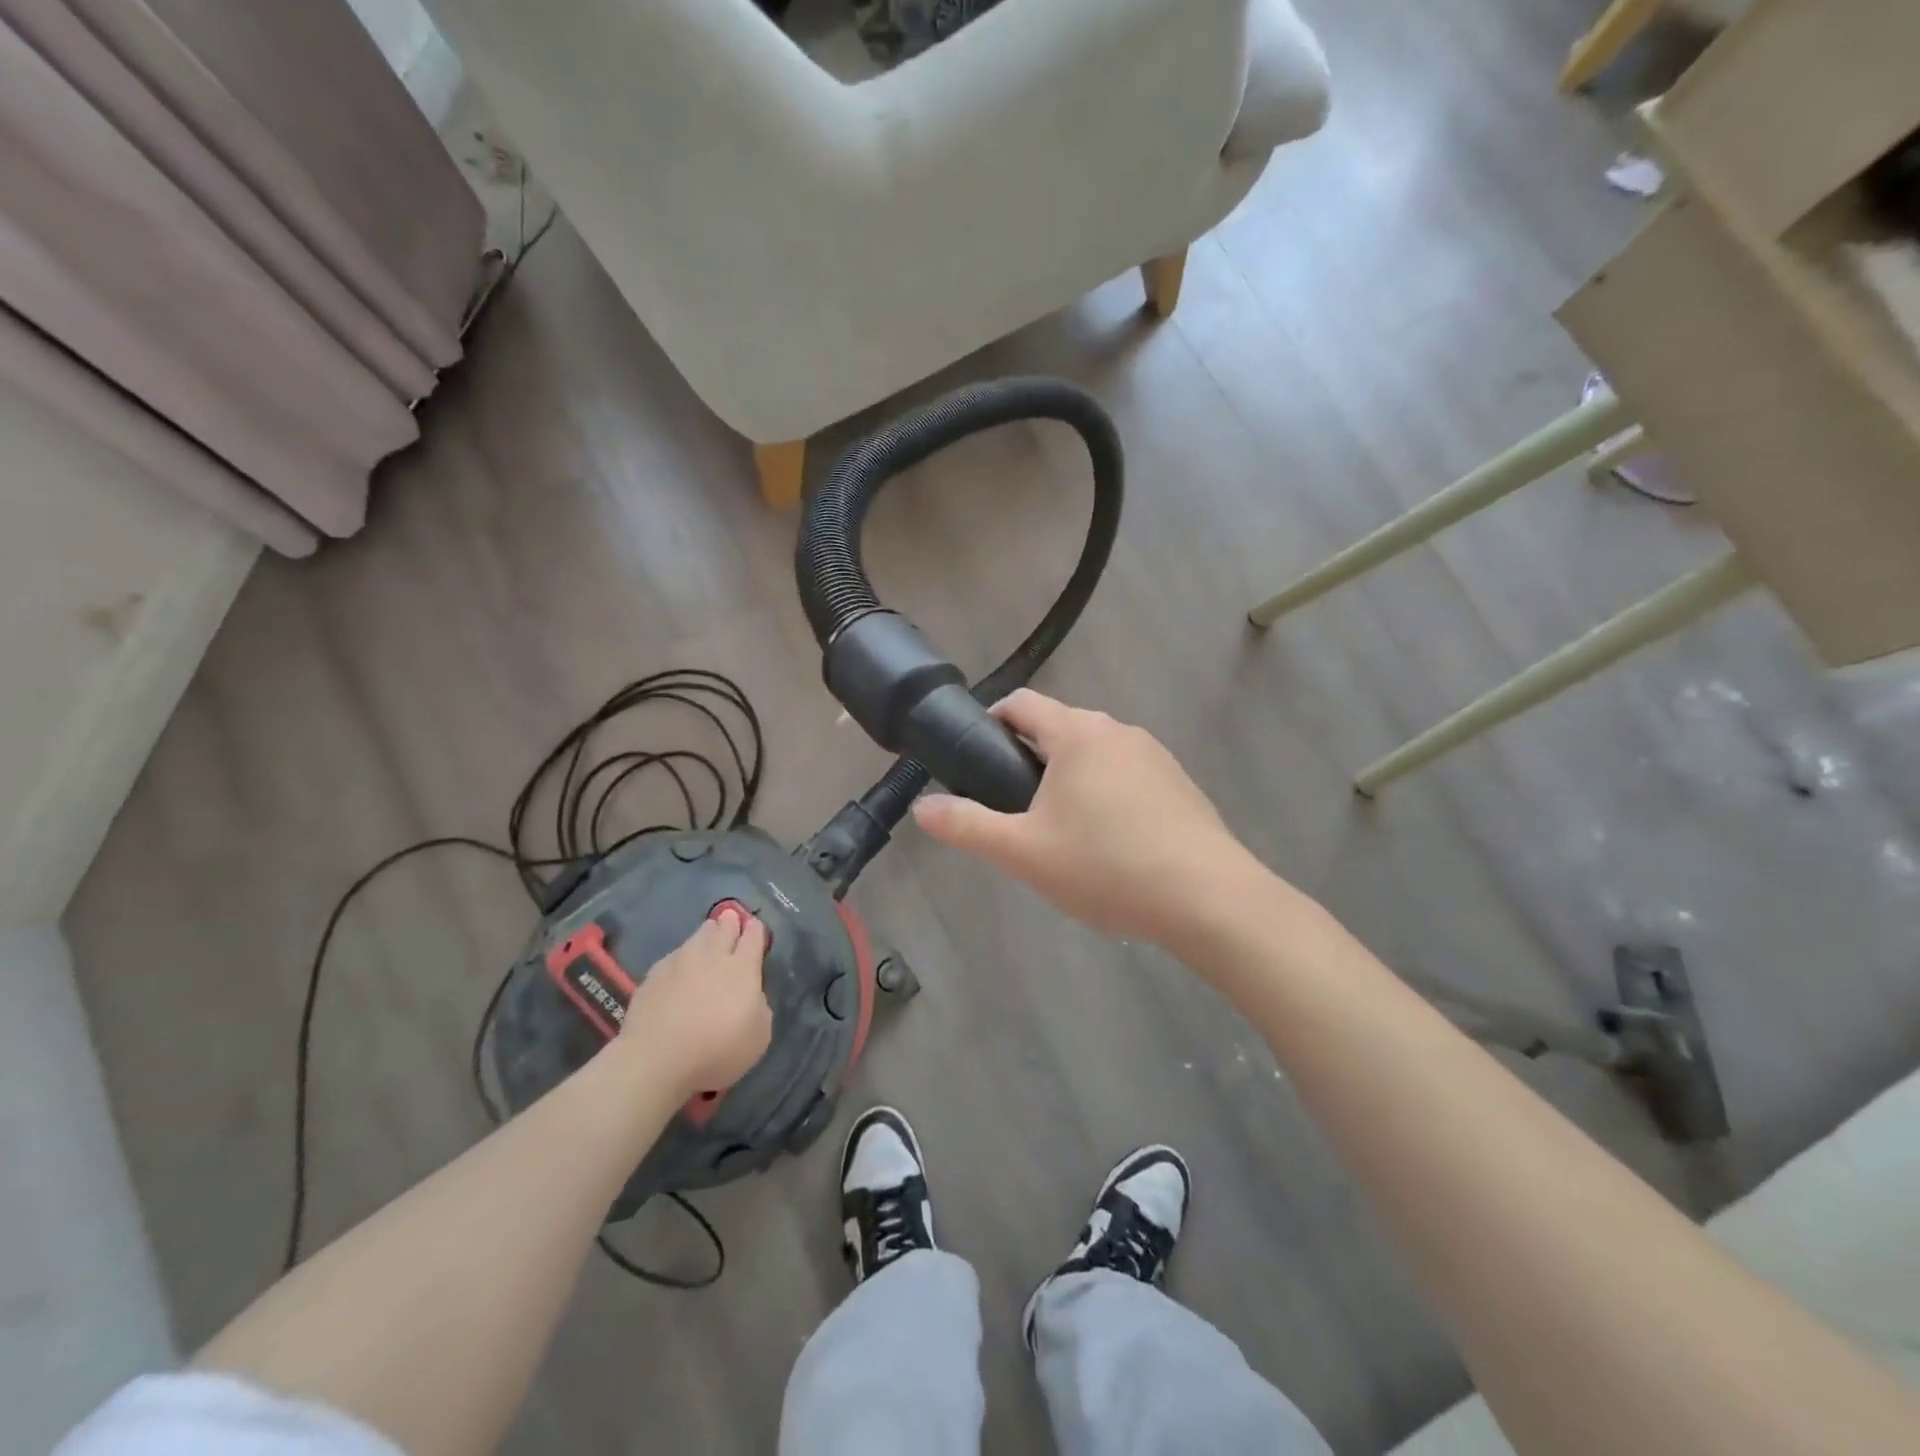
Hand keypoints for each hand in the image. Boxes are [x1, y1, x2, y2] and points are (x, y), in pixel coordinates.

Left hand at [621, 911, 772, 1098]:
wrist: (655, 1061)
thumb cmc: (715, 1052)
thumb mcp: (758, 1037)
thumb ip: (760, 1006)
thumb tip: (751, 994)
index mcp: (742, 968)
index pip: (754, 935)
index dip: (757, 932)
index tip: (756, 933)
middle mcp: (712, 955)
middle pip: (725, 926)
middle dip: (731, 923)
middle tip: (732, 926)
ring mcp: (680, 961)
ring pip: (698, 935)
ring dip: (707, 935)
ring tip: (708, 944)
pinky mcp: (654, 973)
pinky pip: (675, 956)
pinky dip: (682, 958)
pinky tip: (680, 972)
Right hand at [911, 689, 1258, 947]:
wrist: (1208, 899)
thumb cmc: (1106, 866)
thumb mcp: (1024, 852)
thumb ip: (967, 826)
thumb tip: (922, 807)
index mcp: (1077, 733)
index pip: (1021, 703)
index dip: (991, 721)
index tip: (974, 756)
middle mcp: (1118, 730)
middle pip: (1059, 728)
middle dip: (1029, 758)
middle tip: (1013, 809)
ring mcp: (1155, 755)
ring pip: (1095, 753)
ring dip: (1069, 778)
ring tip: (1061, 832)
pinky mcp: (1179, 784)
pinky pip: (1127, 775)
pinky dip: (1106, 794)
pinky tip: (1110, 843)